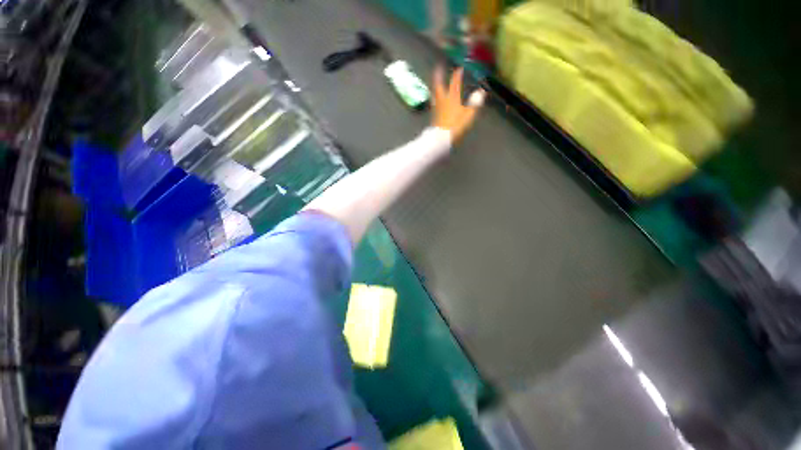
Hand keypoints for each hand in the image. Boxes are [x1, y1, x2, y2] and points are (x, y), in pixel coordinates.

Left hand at [432, 67, 485, 141]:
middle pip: (439, 85)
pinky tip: (436, 98)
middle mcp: (443, 100)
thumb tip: (481, 92)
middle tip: (438, 68)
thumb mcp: (468, 115)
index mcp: (452, 98)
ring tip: (436, 81)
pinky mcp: (434, 115)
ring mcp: (437, 107)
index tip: (459, 68)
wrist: (441, 138)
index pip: (455, 83)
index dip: (457, 75)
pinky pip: (435, 101)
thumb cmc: (456, 126)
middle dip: (439, 76)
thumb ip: (474, 103)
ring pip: (435, 93)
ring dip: (436, 86)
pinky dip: (435, 96)